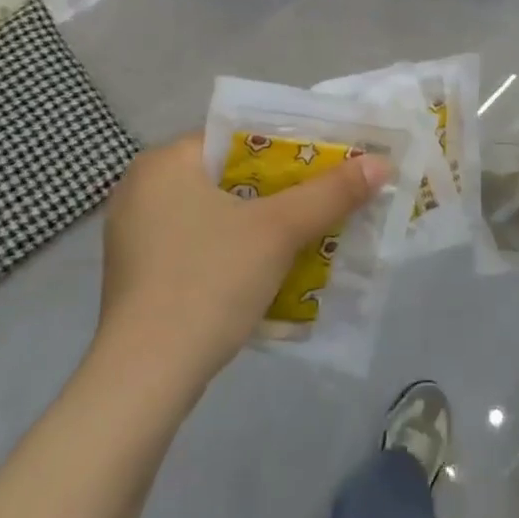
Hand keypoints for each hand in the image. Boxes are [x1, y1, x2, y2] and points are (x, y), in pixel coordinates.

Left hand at [93, 133, 387, 385]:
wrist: (143, 382)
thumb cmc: (208, 282)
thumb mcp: (279, 231)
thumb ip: (331, 193)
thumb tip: (381, 163)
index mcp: (165, 162)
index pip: (239, 136)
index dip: (292, 145)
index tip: (331, 159)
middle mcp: (143, 187)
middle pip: (231, 173)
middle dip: (283, 187)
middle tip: (327, 195)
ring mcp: (137, 233)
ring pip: (218, 210)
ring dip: (263, 220)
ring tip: (310, 228)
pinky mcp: (141, 272)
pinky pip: (201, 241)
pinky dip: (237, 246)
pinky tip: (270, 264)